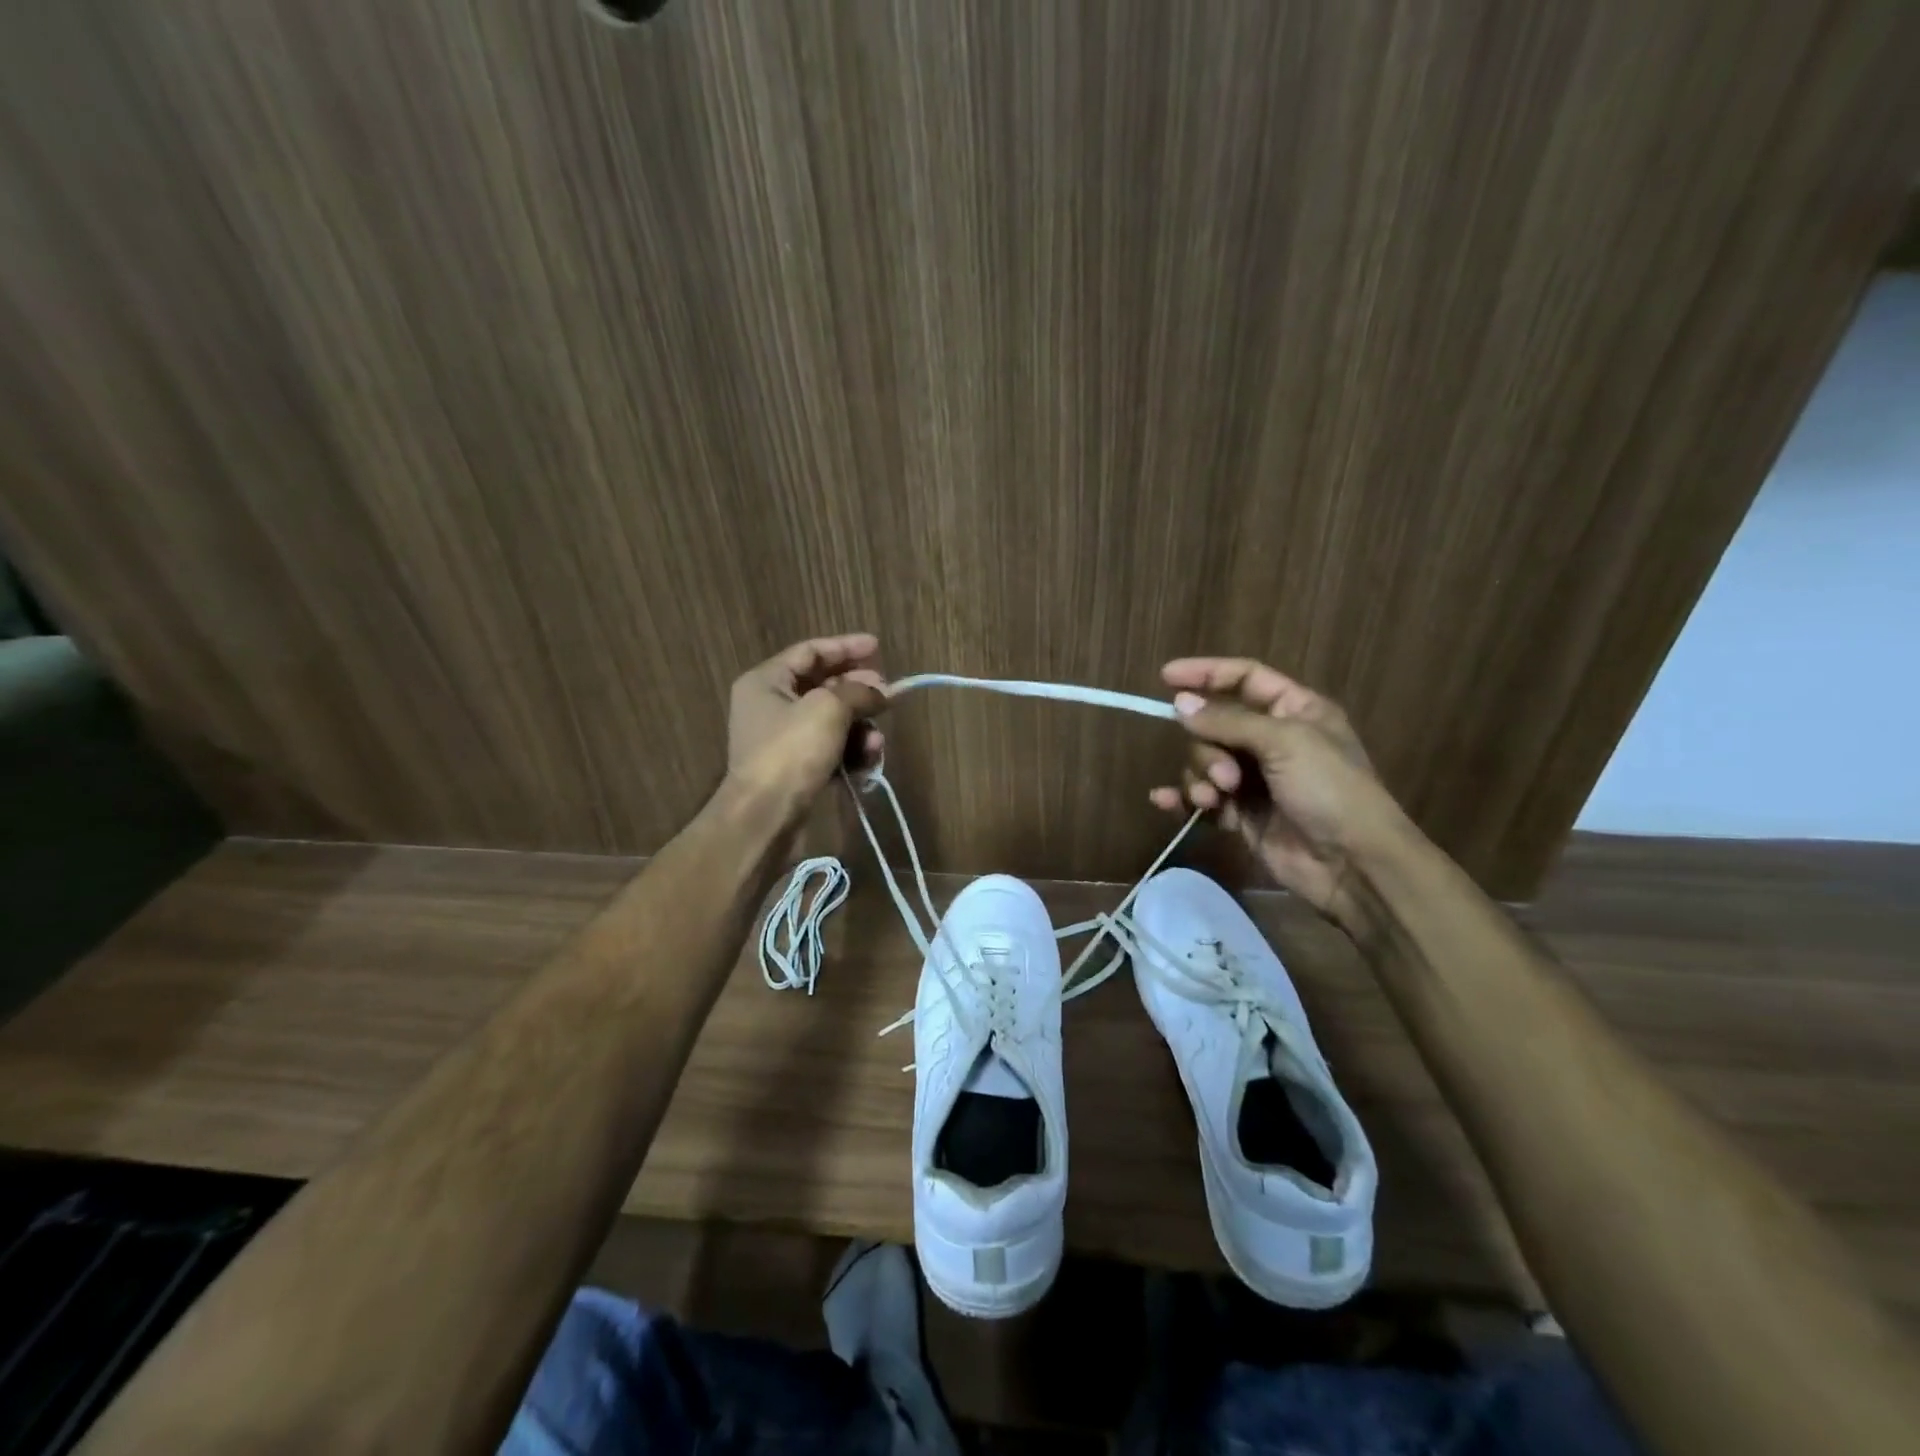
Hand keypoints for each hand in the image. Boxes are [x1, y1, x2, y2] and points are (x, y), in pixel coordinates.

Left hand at [727, 634, 888, 810]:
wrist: (764, 816)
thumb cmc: (791, 752)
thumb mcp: (829, 709)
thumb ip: (859, 692)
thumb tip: (882, 691)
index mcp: (766, 681)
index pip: (810, 652)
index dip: (846, 647)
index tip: (878, 647)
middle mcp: (770, 705)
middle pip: (823, 686)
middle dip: (859, 692)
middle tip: (887, 695)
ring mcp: (781, 740)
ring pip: (831, 722)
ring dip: (859, 728)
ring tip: (876, 743)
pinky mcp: (794, 769)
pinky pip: (829, 750)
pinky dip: (850, 752)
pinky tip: (868, 761)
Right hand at [1149, 658, 1408, 924]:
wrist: (1351, 864)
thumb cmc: (1330, 789)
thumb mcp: (1284, 742)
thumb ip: (1227, 720)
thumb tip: (1179, 703)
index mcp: (1295, 711)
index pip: (1244, 678)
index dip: (1206, 673)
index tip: (1165, 677)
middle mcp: (1272, 740)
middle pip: (1216, 724)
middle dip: (1208, 748)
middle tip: (1225, 776)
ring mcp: (1255, 779)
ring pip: (1205, 762)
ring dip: (1201, 778)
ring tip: (1214, 800)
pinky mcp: (1241, 814)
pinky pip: (1201, 797)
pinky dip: (1183, 798)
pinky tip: (1165, 801)